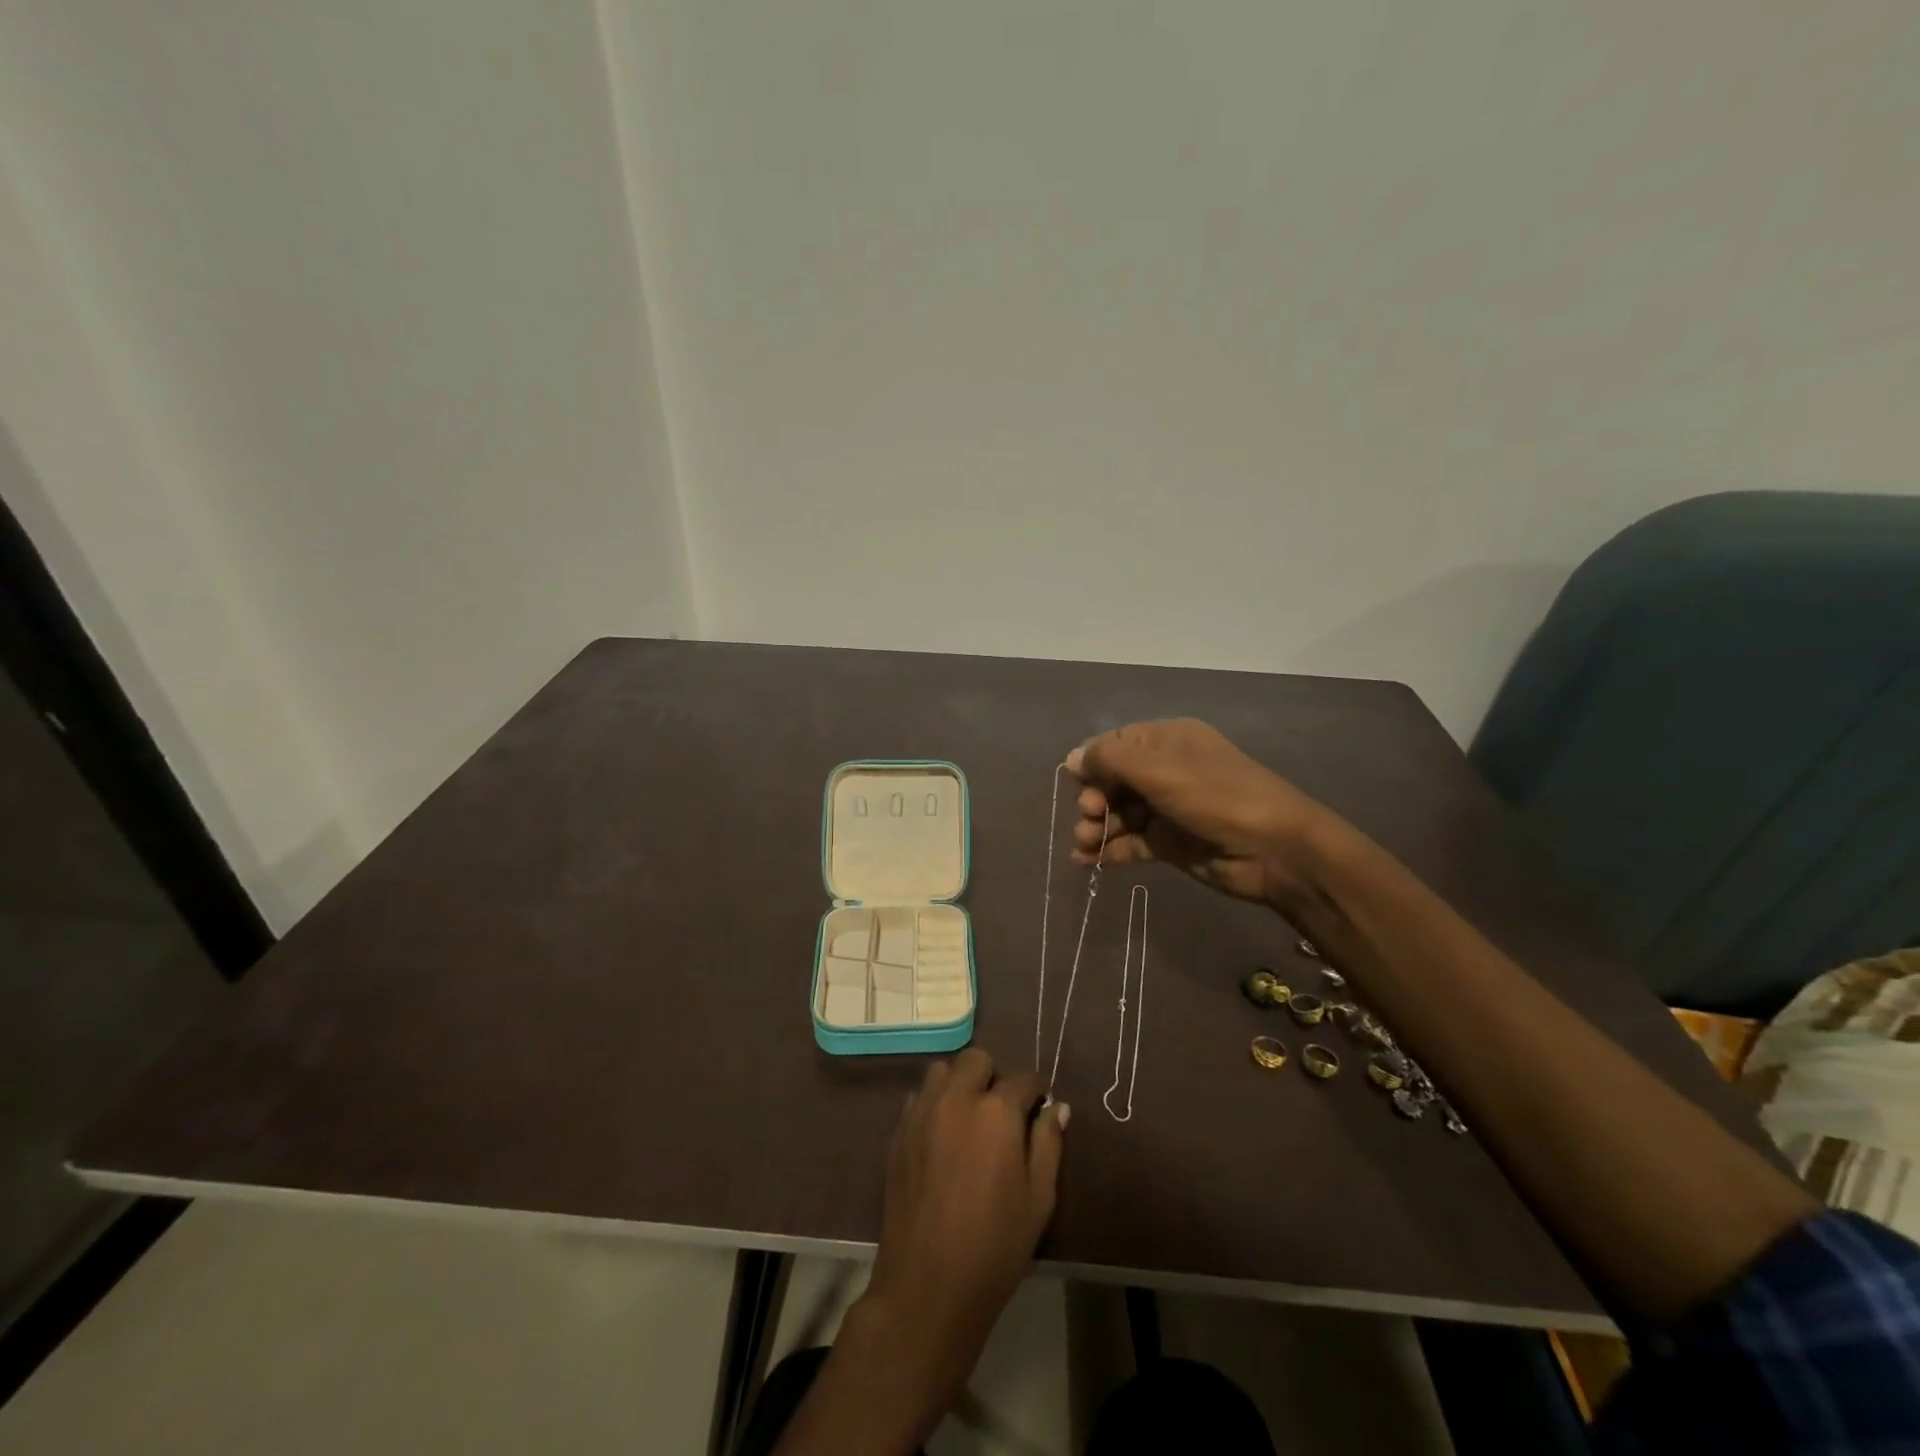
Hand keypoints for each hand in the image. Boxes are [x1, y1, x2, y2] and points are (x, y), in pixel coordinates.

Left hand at [861, 1050, 1066, 1411]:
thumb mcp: (1038, 1200)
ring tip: (970, 1118)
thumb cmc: (994, 1247)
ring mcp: (923, 1112)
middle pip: (977, 1060)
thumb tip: (1056, 1107)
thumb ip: (1048, 1144)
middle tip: (1002, 1112)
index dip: (1036, 1092)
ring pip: (943, 1071)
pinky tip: (943, 1136)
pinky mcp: (899, 1131)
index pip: (1023, 1079)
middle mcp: (957, 1098)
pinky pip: (920, 1097)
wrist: (927, 1286)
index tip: (1039, 1108)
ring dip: (960, 1083)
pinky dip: (935, 1103)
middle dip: (995, 1077)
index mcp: (997, 1112)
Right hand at [1067, 718, 1333, 905]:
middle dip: (1093, 799)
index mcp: (1168, 741)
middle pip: (1113, 781)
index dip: (1092, 764)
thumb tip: (1072, 758)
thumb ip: (1111, 761)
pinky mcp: (1171, 843)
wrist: (1276, 851)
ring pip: (1119, 813)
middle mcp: (1166, 770)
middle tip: (1090, 818)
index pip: (1114, 745)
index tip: (1078, 785)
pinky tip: (1087, 862)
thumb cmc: (1218, 798)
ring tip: (1085, 845)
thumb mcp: (1161, 770)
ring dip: (1097, 827)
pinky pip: (1131, 842)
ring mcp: (1169, 808)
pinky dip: (1109, 850)